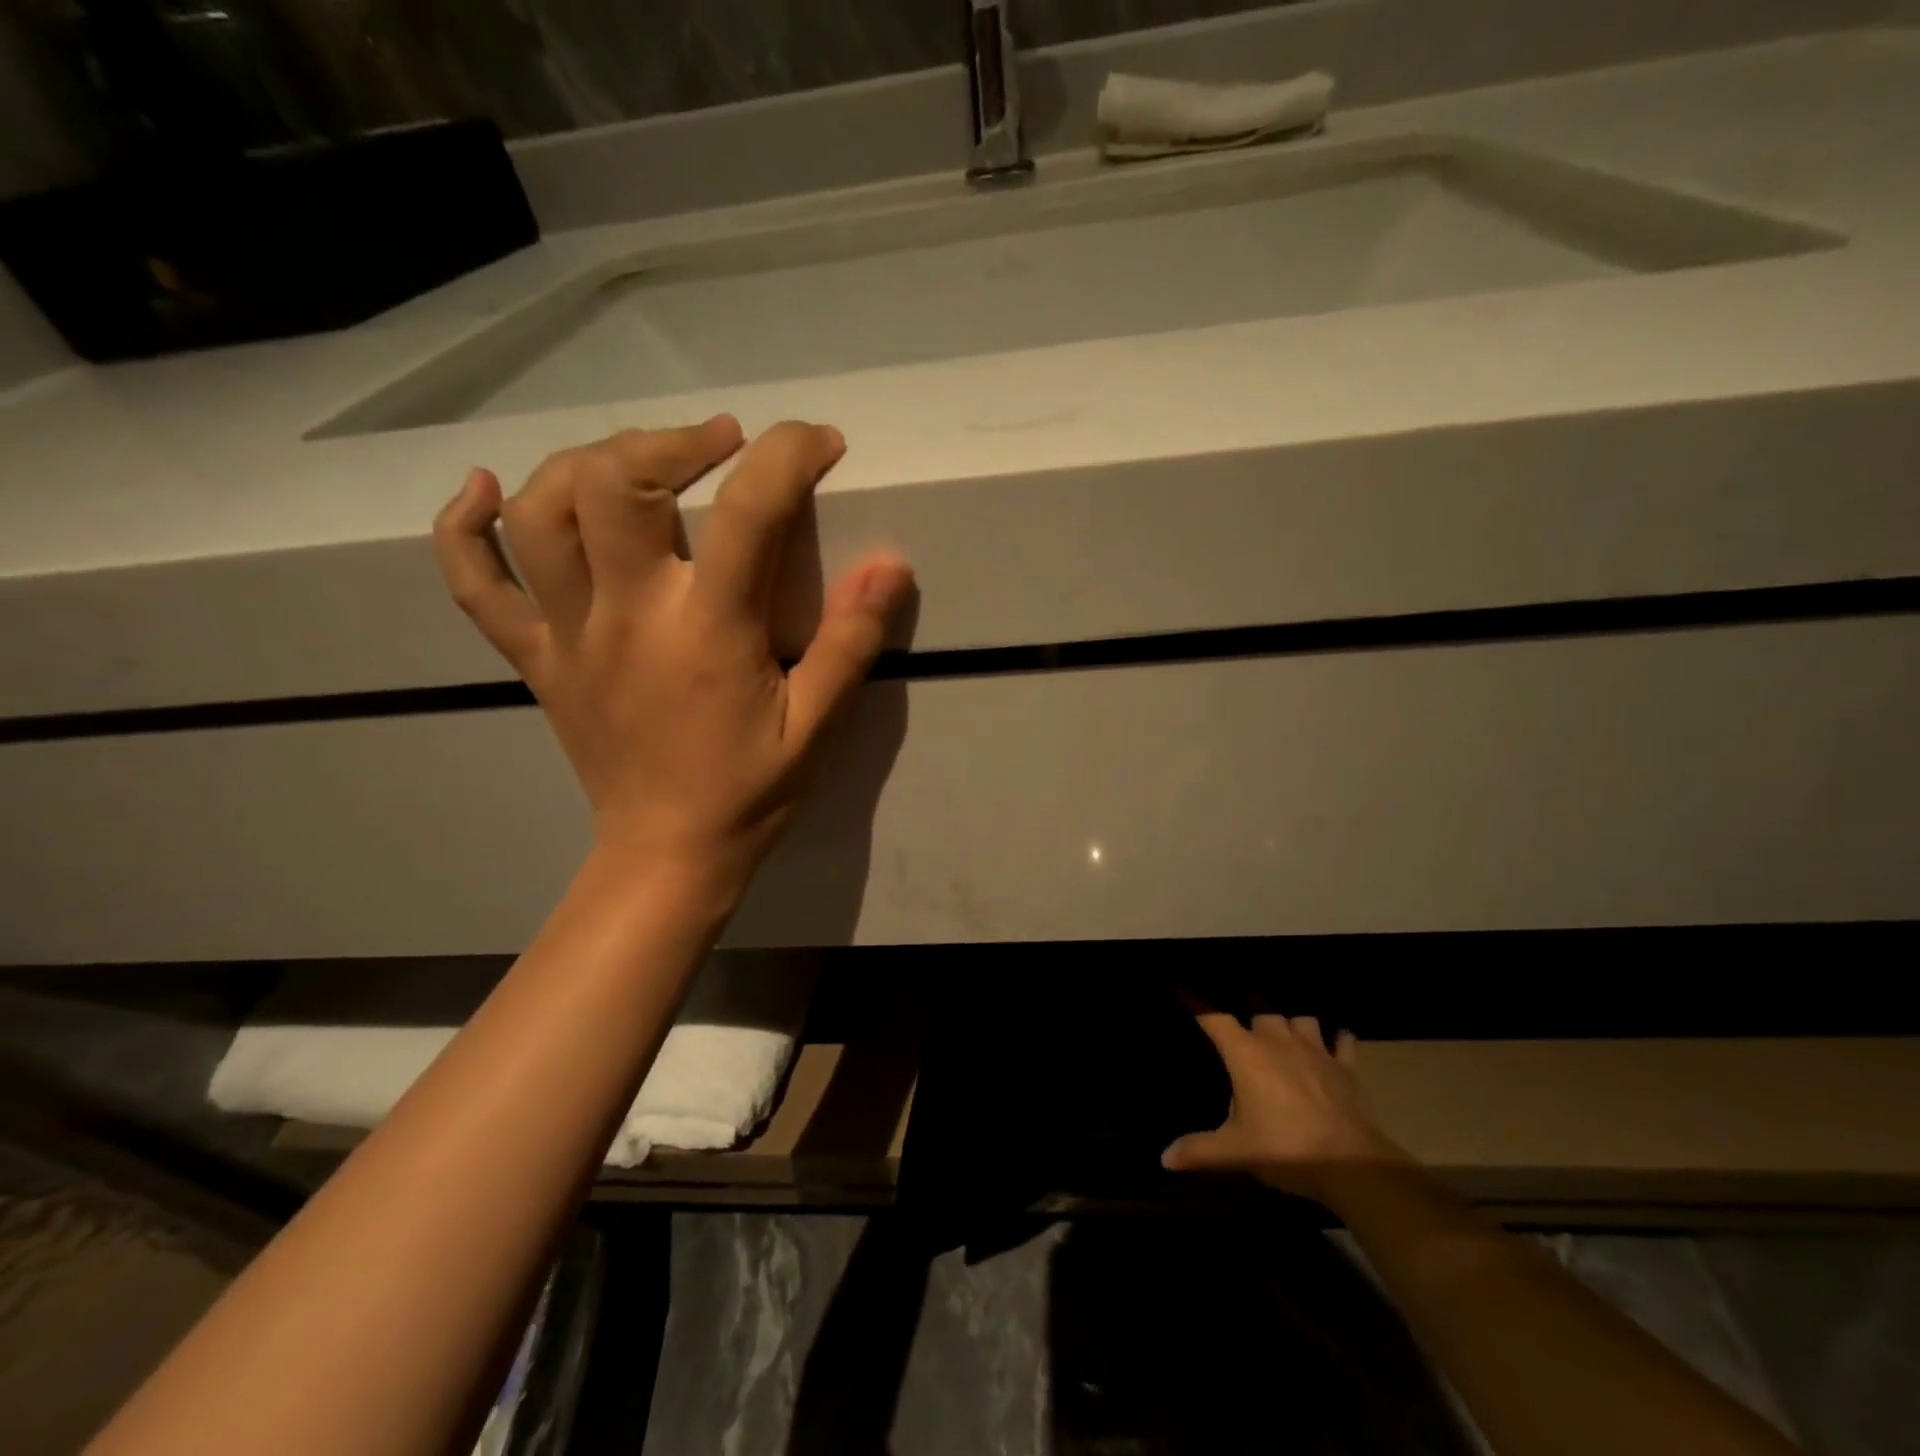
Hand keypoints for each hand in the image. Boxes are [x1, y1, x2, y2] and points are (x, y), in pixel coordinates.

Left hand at [432, 415, 912, 886]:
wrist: (667, 855)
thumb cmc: (750, 792)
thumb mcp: (817, 726)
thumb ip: (850, 643)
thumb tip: (890, 564)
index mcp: (707, 630)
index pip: (746, 511)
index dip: (788, 457)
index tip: (818, 444)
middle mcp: (627, 615)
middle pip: (615, 482)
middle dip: (673, 440)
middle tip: (721, 444)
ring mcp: (567, 635)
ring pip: (541, 512)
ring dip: (587, 463)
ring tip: (638, 462)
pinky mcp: (534, 659)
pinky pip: (473, 583)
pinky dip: (464, 526)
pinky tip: (482, 489)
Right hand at [1163, 1003, 1406, 1200]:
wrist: (1351, 1164)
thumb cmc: (1285, 1148)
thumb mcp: (1235, 1151)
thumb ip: (1199, 1150)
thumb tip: (1165, 1158)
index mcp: (1245, 1053)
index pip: (1213, 1017)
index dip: (1195, 1000)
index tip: (1181, 986)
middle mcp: (1278, 1040)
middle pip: (1261, 1007)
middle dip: (1250, 1006)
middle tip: (1243, 1017)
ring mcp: (1315, 1049)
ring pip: (1301, 1018)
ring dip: (1292, 1021)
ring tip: (1286, 1028)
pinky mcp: (1346, 1066)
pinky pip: (1343, 1041)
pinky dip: (1338, 1039)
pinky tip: (1336, 1041)